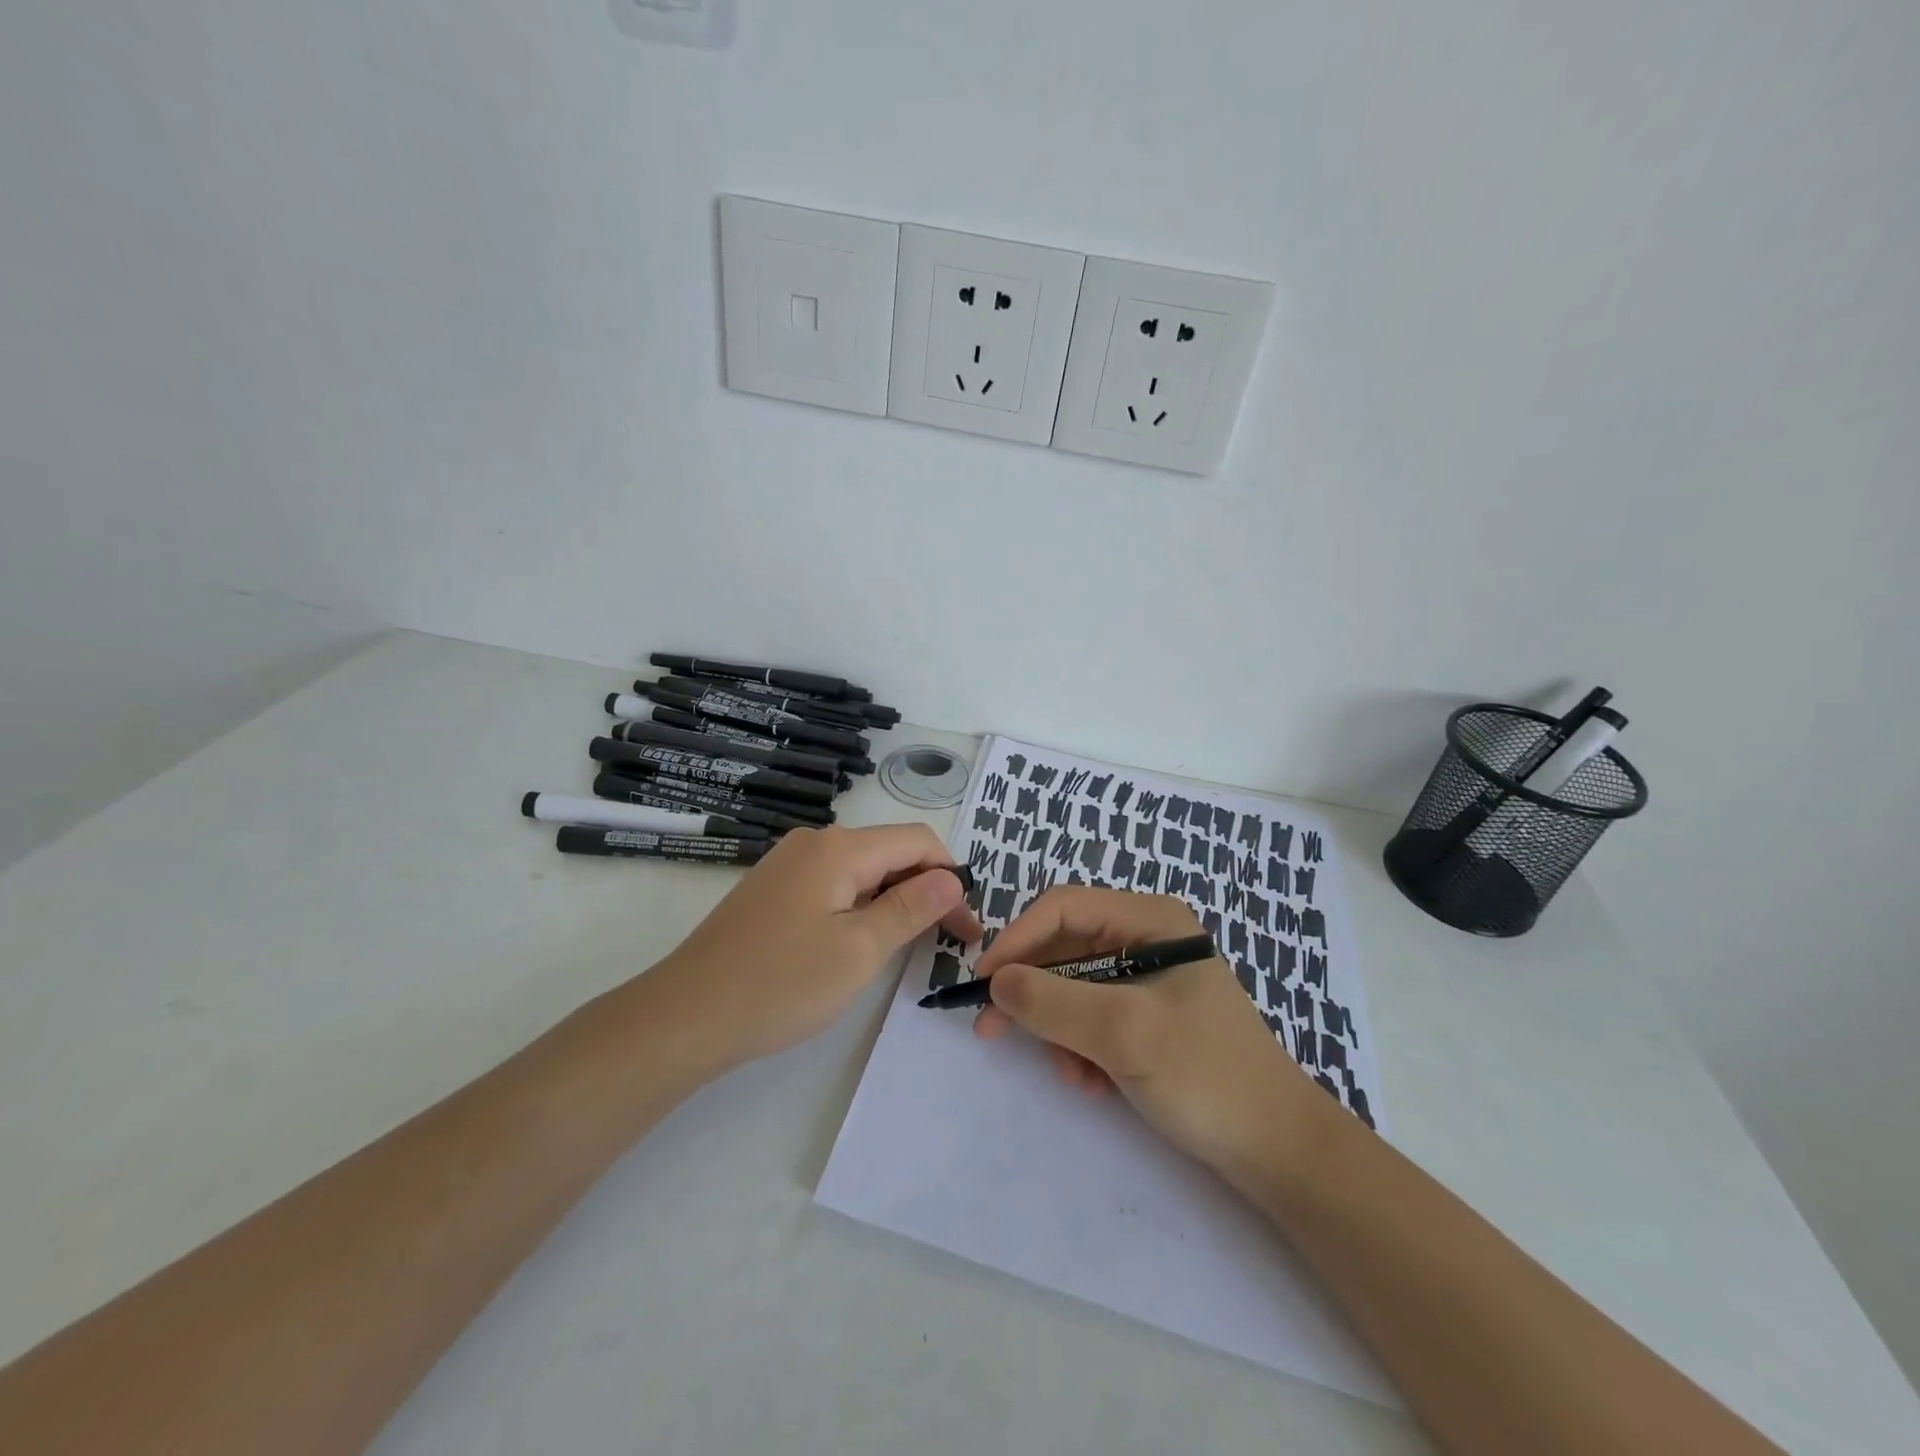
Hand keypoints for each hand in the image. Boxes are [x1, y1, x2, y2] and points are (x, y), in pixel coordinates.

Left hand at [642, 824, 982, 1076]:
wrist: (685, 1016)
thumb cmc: (781, 984)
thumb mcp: (859, 950)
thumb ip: (911, 908)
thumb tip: (952, 877)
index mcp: (839, 848)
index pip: (917, 841)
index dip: (952, 878)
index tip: (968, 928)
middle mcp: (814, 843)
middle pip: (889, 852)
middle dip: (925, 890)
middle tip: (947, 942)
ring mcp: (789, 864)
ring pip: (862, 870)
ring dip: (894, 900)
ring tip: (908, 946)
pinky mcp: (774, 890)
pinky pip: (834, 885)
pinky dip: (861, 907)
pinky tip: (860, 942)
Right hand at [973, 886, 1317, 1173]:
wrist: (1280, 1151)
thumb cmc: (1207, 1076)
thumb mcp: (1124, 1033)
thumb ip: (1054, 1002)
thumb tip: (996, 981)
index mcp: (1151, 920)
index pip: (1063, 908)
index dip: (1017, 940)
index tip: (982, 984)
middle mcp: (1147, 938)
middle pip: (1064, 948)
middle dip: (1034, 994)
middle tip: (993, 1033)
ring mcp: (1148, 978)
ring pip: (1072, 987)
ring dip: (1059, 1030)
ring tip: (1073, 1075)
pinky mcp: (1148, 1017)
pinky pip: (1092, 1017)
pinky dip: (1081, 1048)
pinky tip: (1094, 1084)